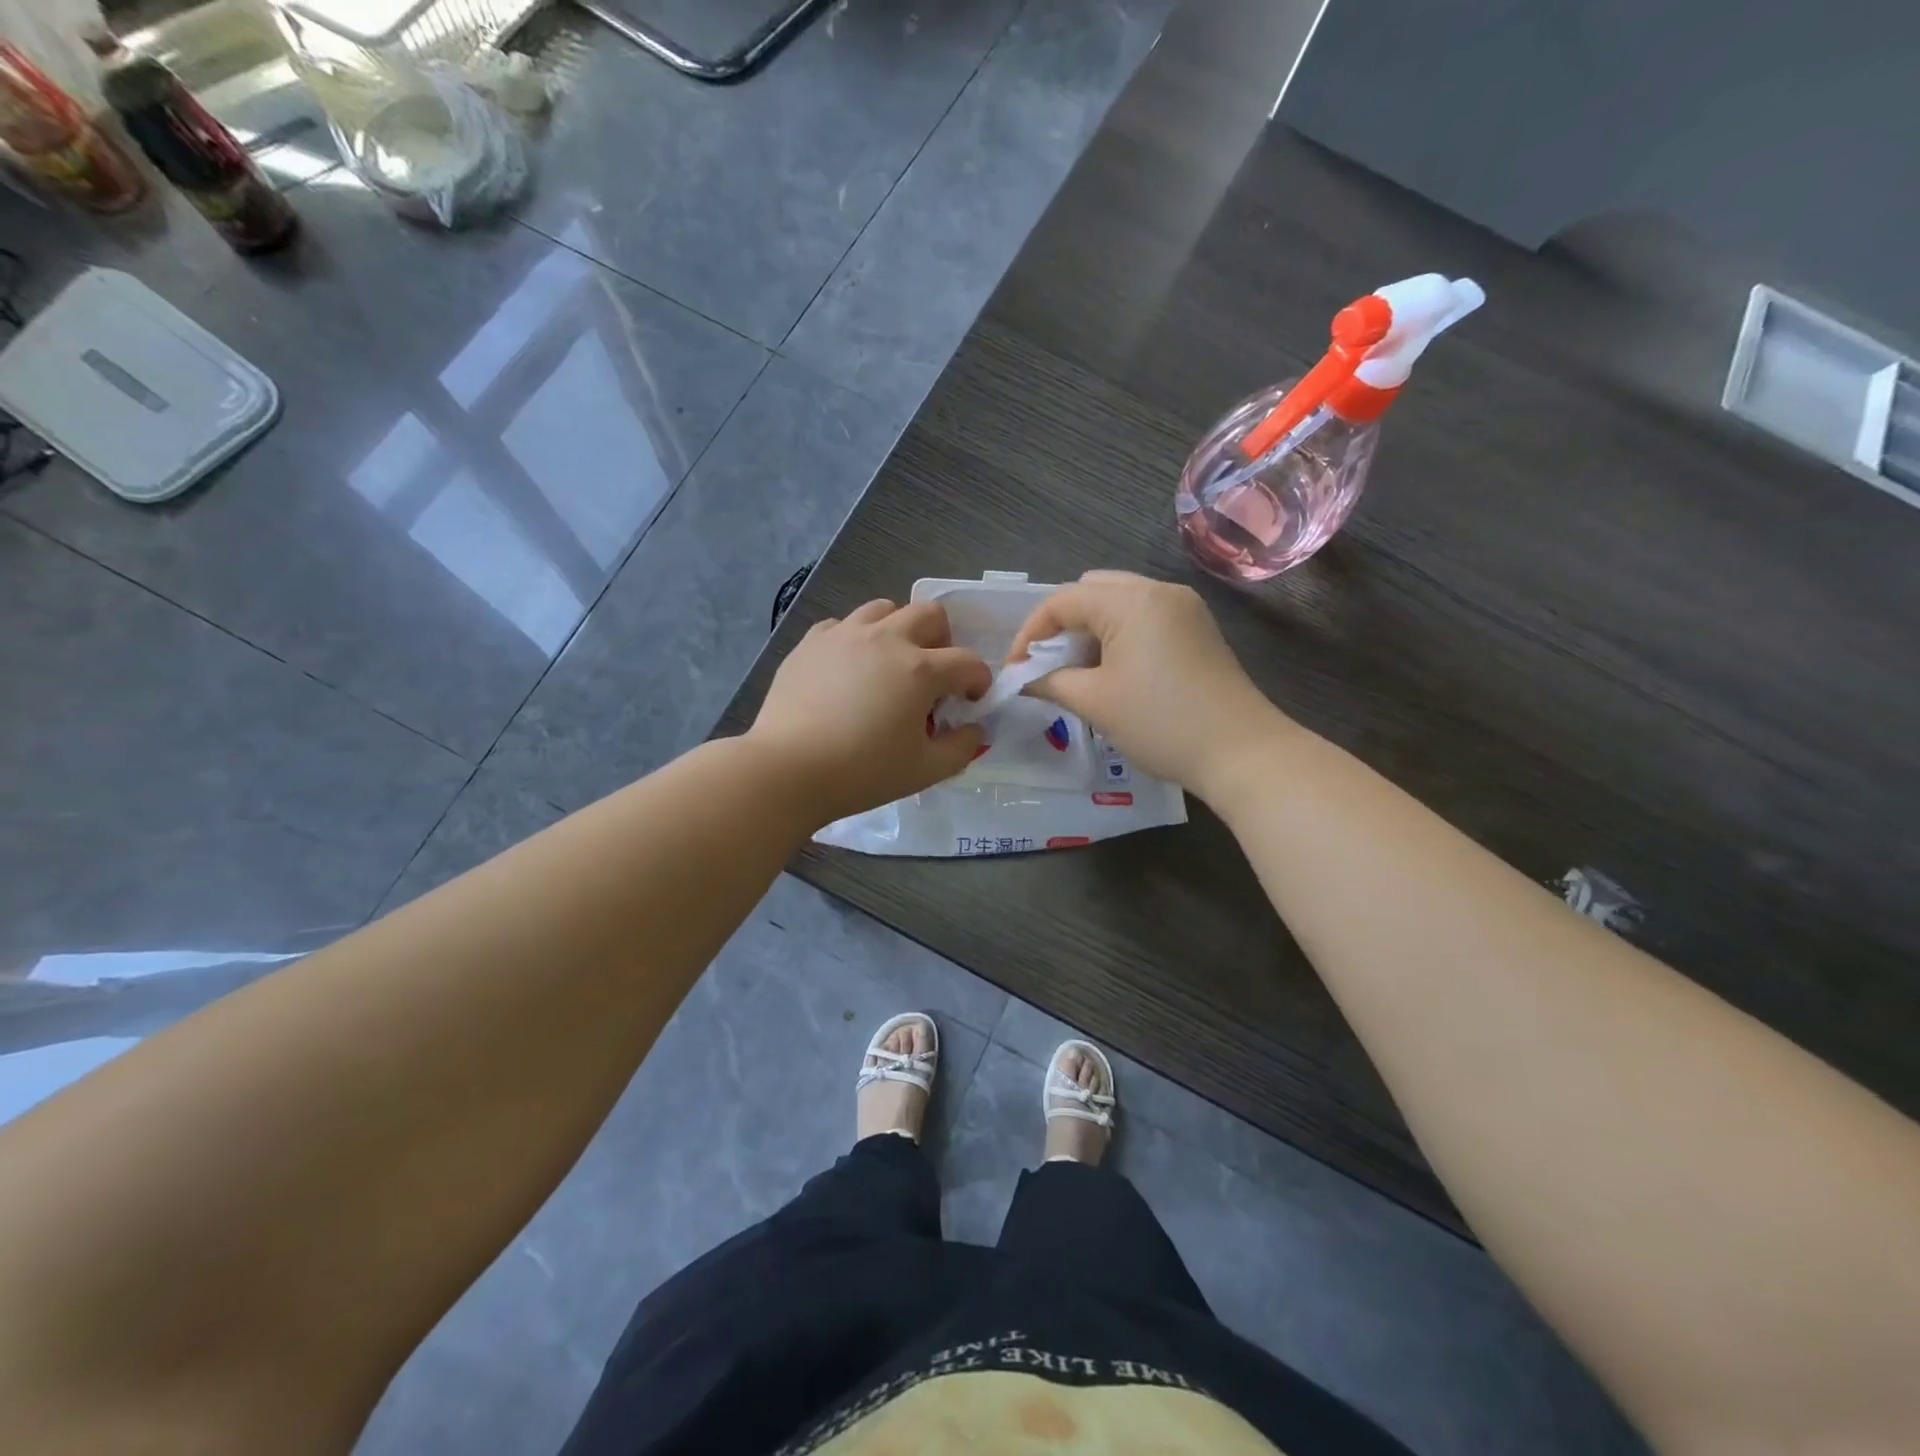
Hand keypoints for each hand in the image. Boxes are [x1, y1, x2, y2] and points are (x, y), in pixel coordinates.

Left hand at [750, 599, 992, 824]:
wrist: (787, 769)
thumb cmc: (862, 772)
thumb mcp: (925, 771)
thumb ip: (962, 748)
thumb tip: (976, 729)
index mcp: (920, 669)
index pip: (968, 662)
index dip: (978, 681)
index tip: (970, 702)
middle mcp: (886, 639)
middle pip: (930, 614)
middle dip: (943, 640)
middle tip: (933, 675)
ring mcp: (845, 635)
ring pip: (884, 609)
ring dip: (899, 630)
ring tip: (890, 664)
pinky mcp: (811, 642)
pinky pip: (843, 625)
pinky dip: (856, 640)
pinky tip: (849, 670)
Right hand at [1008, 570, 1290, 798]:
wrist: (1241, 752)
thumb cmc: (1161, 723)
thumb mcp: (1095, 702)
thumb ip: (1050, 681)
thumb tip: (1024, 679)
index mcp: (1130, 600)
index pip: (1062, 600)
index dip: (1030, 633)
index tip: (1016, 670)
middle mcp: (1158, 590)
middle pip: (1091, 590)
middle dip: (1061, 625)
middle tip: (1047, 665)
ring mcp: (1183, 607)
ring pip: (1119, 602)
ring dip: (1090, 630)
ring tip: (1077, 671)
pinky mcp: (1197, 628)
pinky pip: (1144, 617)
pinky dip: (1118, 635)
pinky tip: (1113, 671)